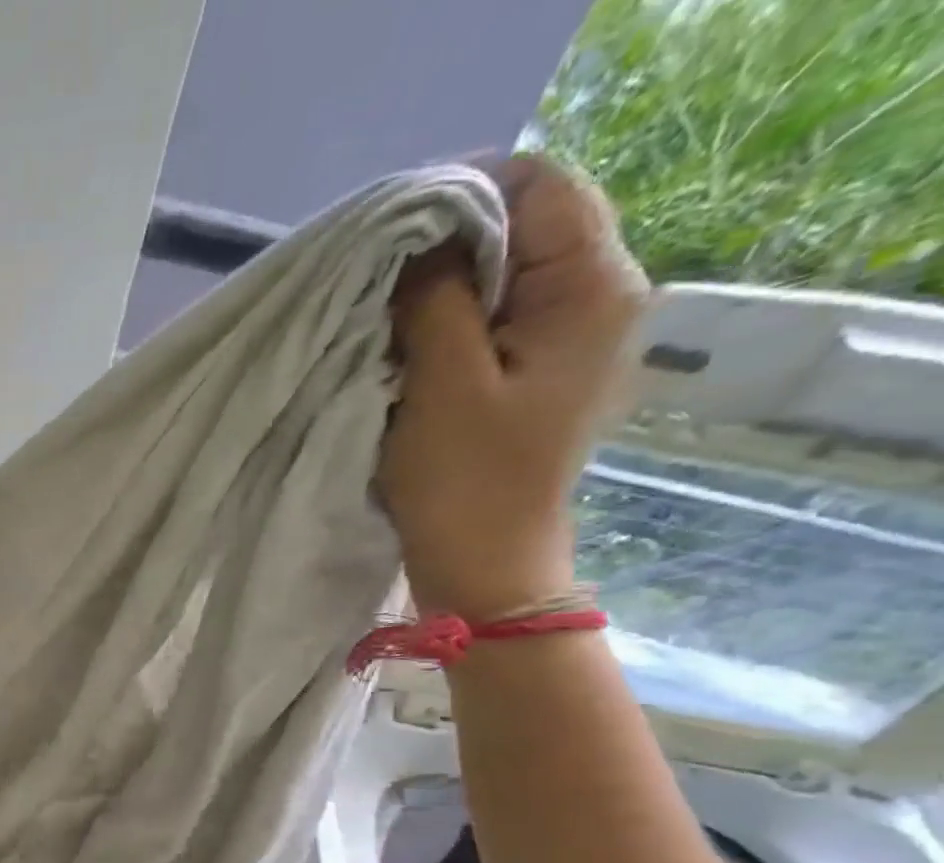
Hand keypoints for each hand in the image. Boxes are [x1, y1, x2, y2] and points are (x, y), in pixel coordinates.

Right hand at [378, 155, 649, 621]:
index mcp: (590, 288)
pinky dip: (446, 320)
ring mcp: (566, 336)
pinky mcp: (534, 370)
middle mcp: (595, 296)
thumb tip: (416, 240)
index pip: (536, 184)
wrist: (483, 568)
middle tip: (377, 280)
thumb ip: (435, 296)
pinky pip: (491, 316)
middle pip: (520, 224)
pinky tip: (407, 347)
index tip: (387, 237)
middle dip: (443, 243)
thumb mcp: (441, 382)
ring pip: (500, 272)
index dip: (458, 195)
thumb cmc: (464, 483)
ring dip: (439, 286)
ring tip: (385, 315)